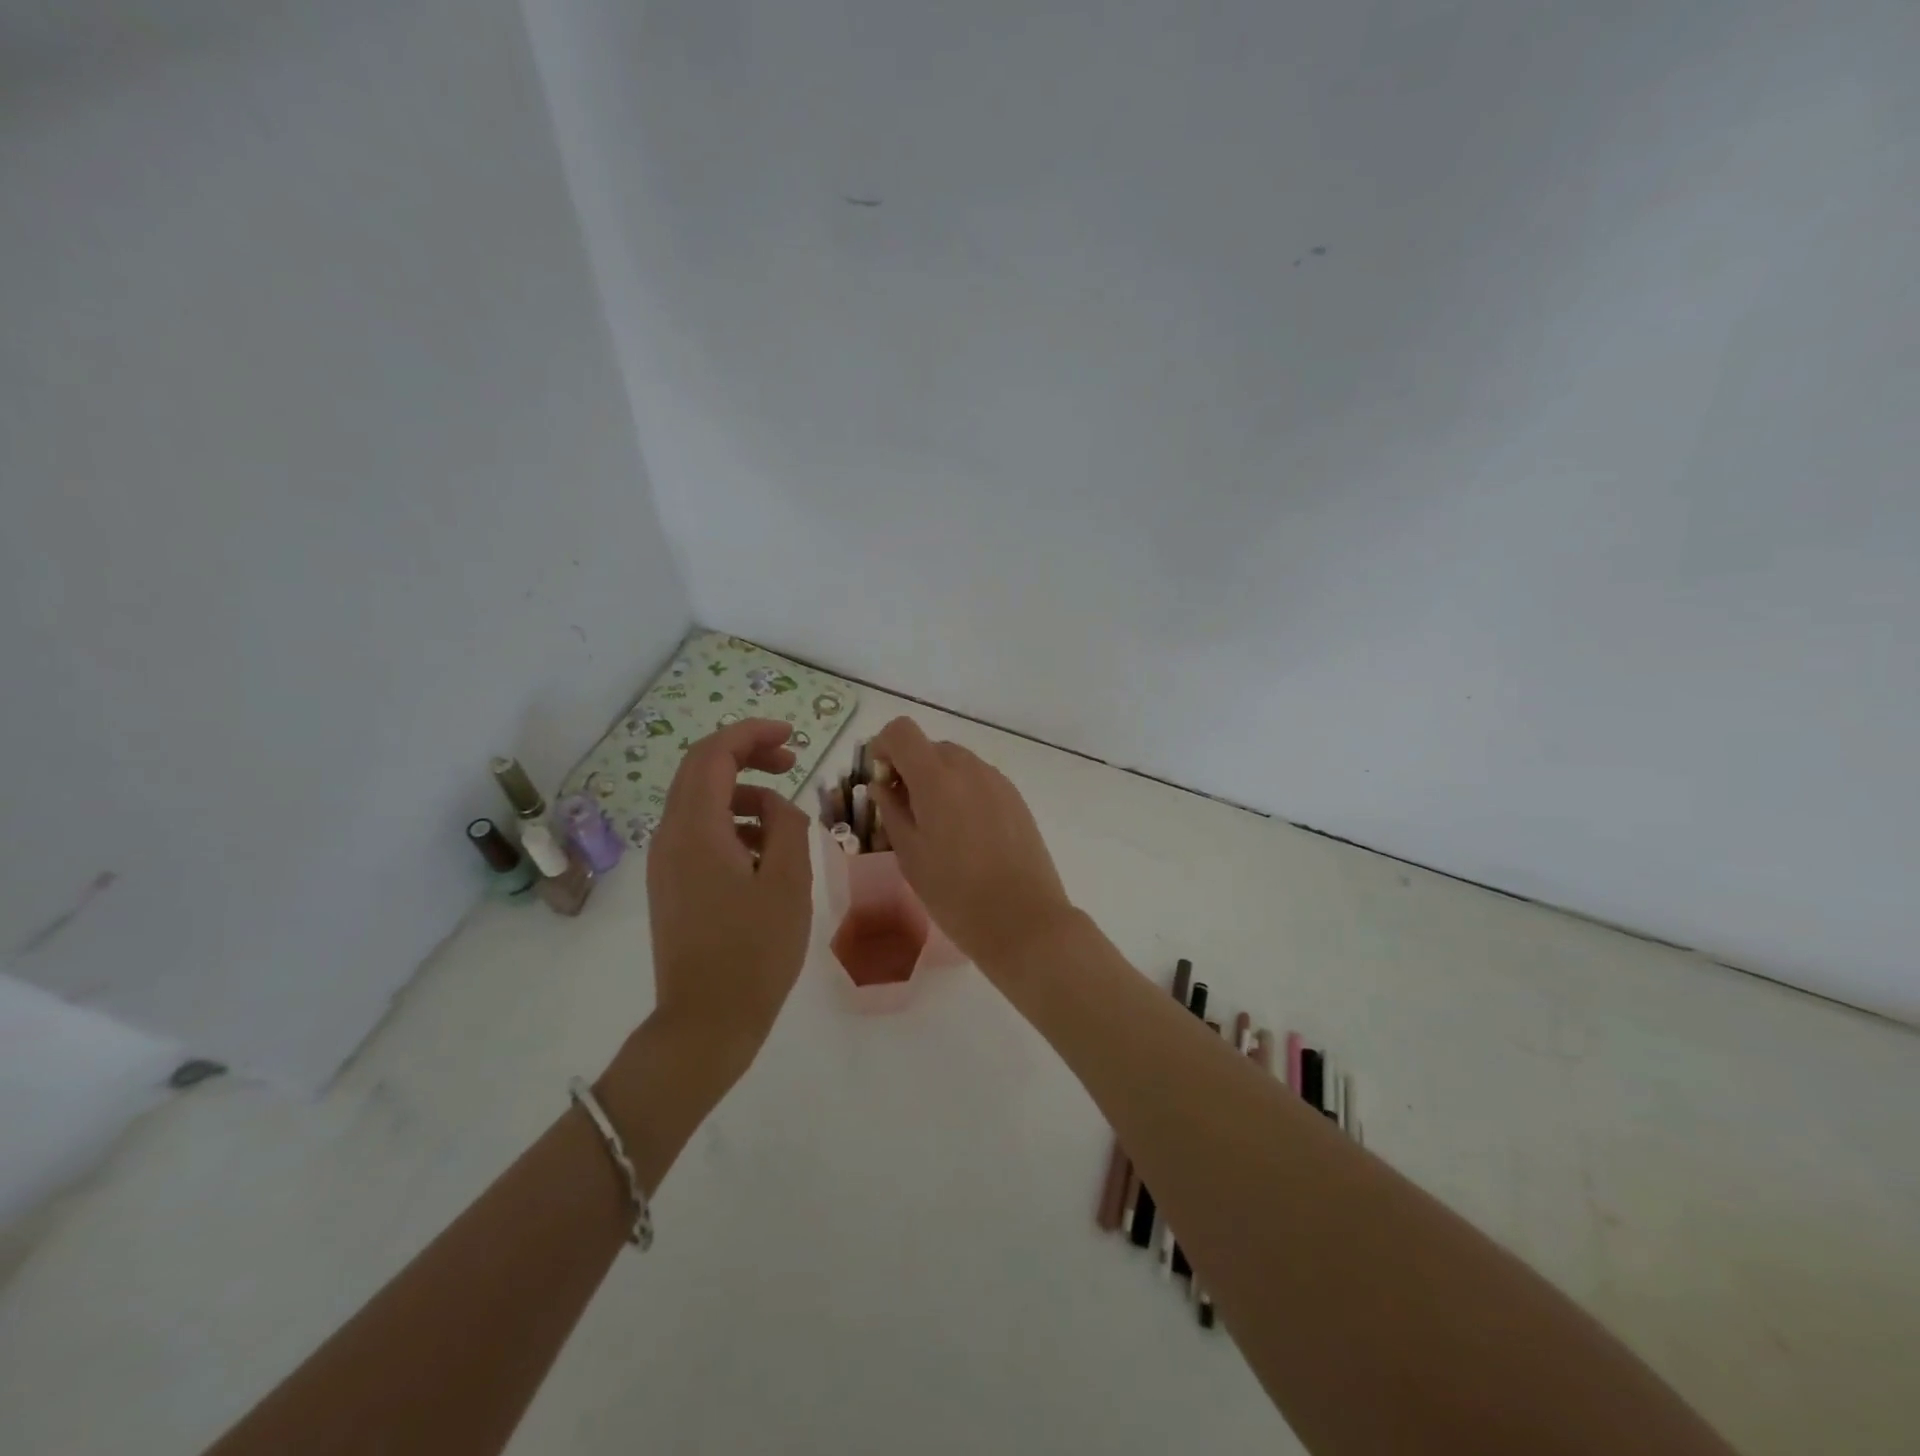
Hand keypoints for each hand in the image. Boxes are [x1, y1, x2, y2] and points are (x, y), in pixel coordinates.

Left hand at [644, 720, 813, 1081]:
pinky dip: (732, 824)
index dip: (752, 734)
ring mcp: (665, 862)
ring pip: (700, 802)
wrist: (706, 1023)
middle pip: (701, 771)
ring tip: (785, 817)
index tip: (792, 737)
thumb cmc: (754, 951)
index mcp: (695, 829)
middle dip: (747, 756)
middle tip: (791, 763)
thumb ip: (787, 826)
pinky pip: (699, 833)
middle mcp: (670, 837)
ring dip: (743, 794)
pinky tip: (764, 853)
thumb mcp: (788, 882)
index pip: (714, 754)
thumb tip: (777, 807)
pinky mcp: (671, 884)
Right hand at [868, 717, 1076, 968]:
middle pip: (930, 747)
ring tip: (937, 828)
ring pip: (957, 763)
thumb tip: (882, 785)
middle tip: (904, 812)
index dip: (884, 747)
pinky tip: (966, 835)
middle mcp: (969, 768)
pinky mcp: (1016, 798)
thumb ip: (892, 811)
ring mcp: (997, 781)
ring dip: (938, 781)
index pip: (901, 731)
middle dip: (910, 769)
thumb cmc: (956, 893)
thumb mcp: (910, 855)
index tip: (881, 781)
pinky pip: (980, 780)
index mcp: (936, 778)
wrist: (1024, 920)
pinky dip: (963, 792)